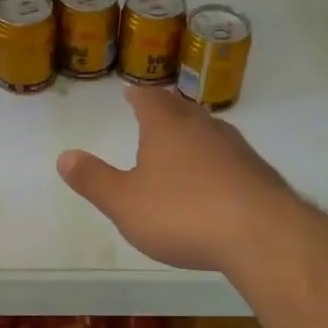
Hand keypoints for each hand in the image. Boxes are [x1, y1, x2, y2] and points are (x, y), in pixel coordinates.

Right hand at [58, 86, 300, 274]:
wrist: (262, 235)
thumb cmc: (183, 214)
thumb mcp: (124, 202)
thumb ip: (94, 179)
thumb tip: (64, 156)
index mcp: (167, 127)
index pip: (150, 100)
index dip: (137, 96)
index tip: (130, 92)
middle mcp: (203, 128)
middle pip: (182, 109)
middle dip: (166, 110)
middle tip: (156, 111)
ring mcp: (237, 149)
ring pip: (210, 131)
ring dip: (194, 133)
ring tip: (184, 142)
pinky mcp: (260, 174)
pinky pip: (231, 157)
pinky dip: (217, 161)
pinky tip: (216, 180)